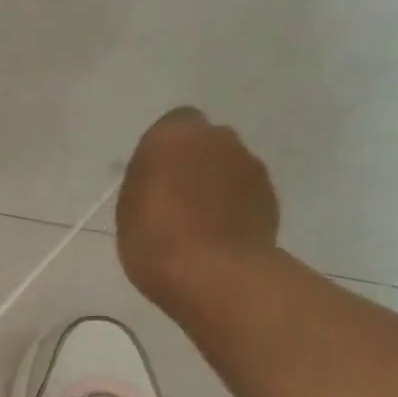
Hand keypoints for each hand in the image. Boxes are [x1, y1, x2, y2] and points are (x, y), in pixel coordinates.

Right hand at [116, 107, 279, 310]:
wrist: (213, 272)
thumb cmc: (153, 238)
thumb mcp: (128, 206)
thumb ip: (148, 178)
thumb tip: (164, 172)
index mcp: (175, 136)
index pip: (172, 124)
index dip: (163, 150)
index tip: (151, 178)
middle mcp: (219, 138)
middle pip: (204, 143)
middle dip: (192, 163)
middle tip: (171, 200)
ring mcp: (250, 165)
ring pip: (227, 166)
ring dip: (213, 185)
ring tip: (193, 224)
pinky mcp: (270, 194)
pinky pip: (243, 192)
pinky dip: (231, 206)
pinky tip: (214, 235)